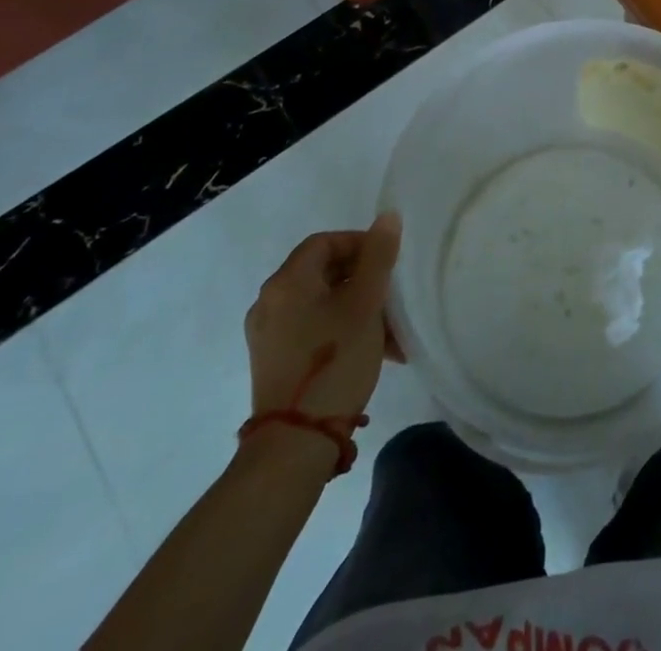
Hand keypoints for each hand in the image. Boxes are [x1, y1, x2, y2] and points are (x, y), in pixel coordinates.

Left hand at [244, 213, 401, 423]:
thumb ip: (378, 256)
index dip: (360, 243)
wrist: (295, 444)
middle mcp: (270, 302)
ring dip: (358, 307)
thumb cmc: (334, 360)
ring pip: (322, 303)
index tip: (389, 261)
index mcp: (286, 282)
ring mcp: (268, 335)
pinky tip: (371, 350)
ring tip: (390, 331)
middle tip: (392, 295)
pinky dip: (342, 328)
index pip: (324, 241)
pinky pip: (313, 328)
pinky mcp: (274, 362)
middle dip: (363, 279)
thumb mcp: (366, 303)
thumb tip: (388, 217)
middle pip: (323, 271)